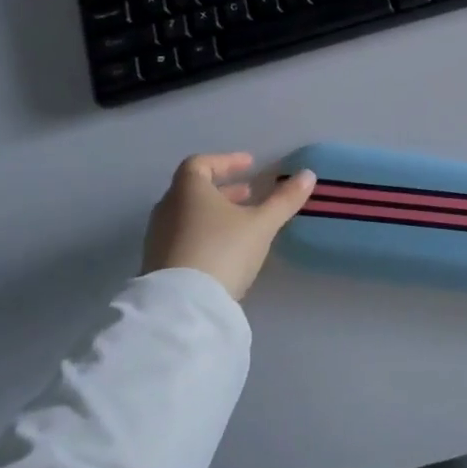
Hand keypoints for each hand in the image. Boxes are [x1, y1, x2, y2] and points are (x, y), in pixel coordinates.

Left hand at [141, 153, 316, 302]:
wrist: (183, 306)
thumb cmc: (223, 251)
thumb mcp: (262, 224)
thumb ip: (284, 199)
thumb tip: (308, 175)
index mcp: (188, 191)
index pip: (200, 163)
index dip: (226, 161)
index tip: (250, 164)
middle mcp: (168, 209)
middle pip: (193, 189)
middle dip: (224, 189)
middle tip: (249, 193)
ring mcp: (158, 238)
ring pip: (188, 214)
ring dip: (215, 212)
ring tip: (242, 222)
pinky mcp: (158, 264)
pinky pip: (183, 236)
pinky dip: (204, 232)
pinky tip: (226, 249)